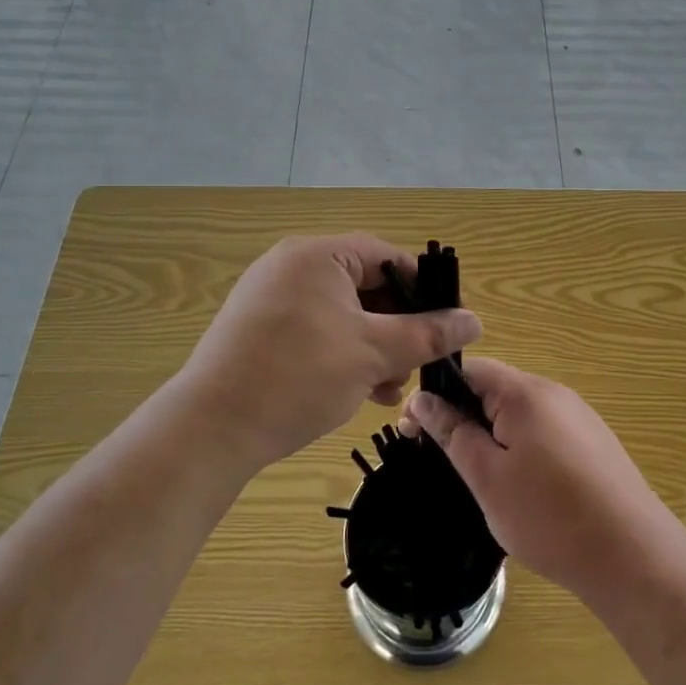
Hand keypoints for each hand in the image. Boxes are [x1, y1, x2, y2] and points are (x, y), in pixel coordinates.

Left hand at [173, 234, 480, 477]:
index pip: (387, 257)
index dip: (424, 290)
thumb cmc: (299, 376)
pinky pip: (316, 329)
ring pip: (343, 313)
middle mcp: (292, 266)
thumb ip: (427, 333)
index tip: (447, 324)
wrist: (211, 429)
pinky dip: (343, 353)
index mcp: (318, 255)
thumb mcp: (373, 353)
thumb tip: (474, 321)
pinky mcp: (259, 329)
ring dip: (373, 347)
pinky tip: (359, 390)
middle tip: (414, 364)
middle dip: (397, 328)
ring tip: (388, 388)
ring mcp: (271, 298)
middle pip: (365, 286)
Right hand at [399, 358, 678, 600]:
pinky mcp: (593, 442)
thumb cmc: (549, 517)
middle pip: (495, 389)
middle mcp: (554, 393)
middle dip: (463, 417)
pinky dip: (520, 448)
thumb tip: (422, 400)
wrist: (633, 556)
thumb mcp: (487, 477)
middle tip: (442, 460)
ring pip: (518, 413)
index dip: (437, 394)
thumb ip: (453, 432)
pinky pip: (543, 431)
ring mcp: (578, 417)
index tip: (413, 430)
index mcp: (525, 393)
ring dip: (492, 435)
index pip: (470, 370)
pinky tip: (521, 487)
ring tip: (480, 478)